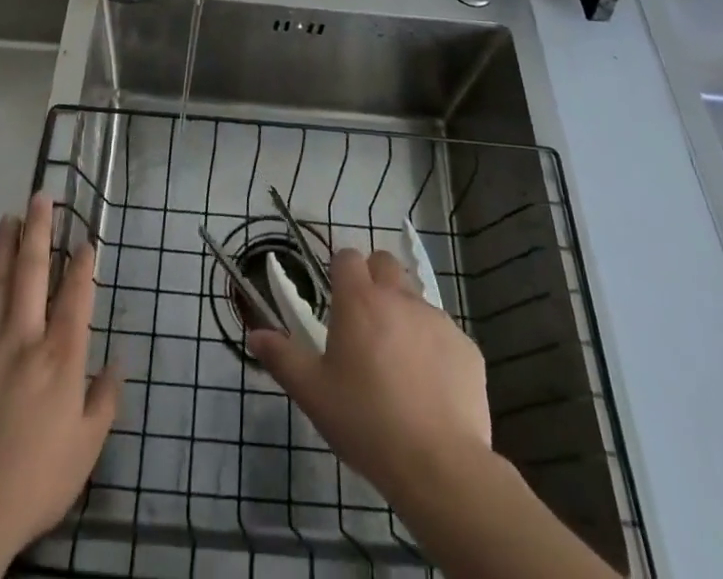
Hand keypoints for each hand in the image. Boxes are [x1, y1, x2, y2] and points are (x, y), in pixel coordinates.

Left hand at [0, 193, 120, 578]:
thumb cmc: (35, 481)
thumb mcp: (86, 449)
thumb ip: (105, 400)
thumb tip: (118, 363)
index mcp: (61, 357)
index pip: (76, 296)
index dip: (83, 264)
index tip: (86, 239)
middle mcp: (25, 338)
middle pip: (32, 271)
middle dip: (39, 230)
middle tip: (41, 197)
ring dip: (4, 245)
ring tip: (10, 216)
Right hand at [248, 245, 490, 505]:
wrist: (439, 466)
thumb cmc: (366, 423)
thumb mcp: (312, 393)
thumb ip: (281, 357)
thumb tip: (255, 334)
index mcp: (359, 300)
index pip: (347, 257)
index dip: (340, 271)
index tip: (336, 299)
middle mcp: (399, 297)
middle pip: (385, 264)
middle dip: (374, 280)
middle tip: (365, 322)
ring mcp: (438, 320)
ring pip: (416, 299)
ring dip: (404, 315)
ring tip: (398, 362)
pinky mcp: (467, 348)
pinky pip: (445, 334)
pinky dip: (434, 349)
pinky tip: (430, 389)